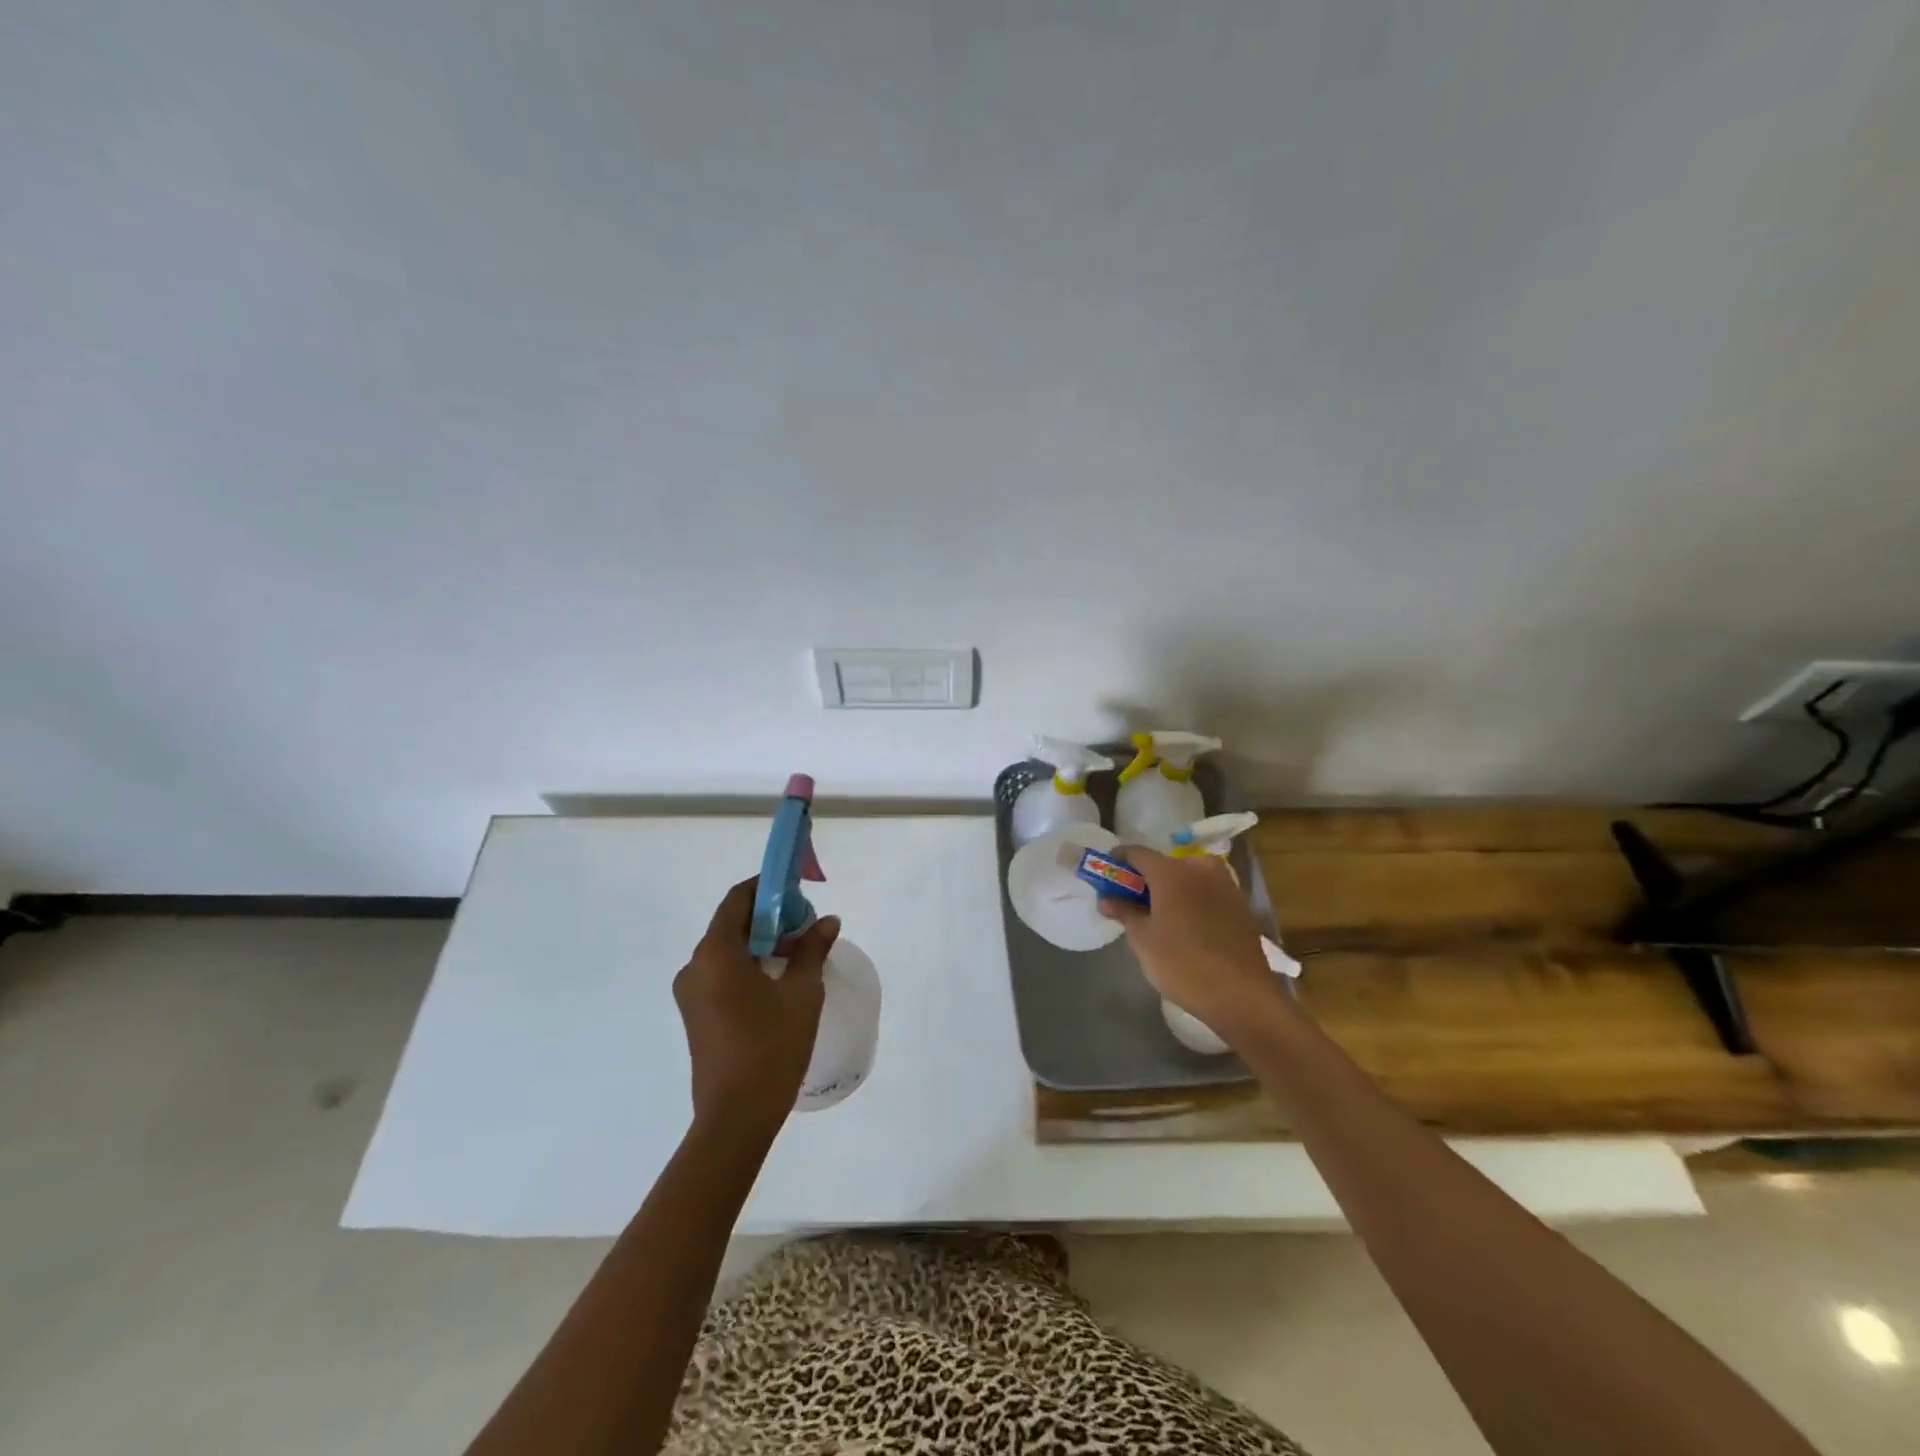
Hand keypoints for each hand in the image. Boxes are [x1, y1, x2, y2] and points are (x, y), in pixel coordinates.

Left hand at [673, 877, 840, 1135]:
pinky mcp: (696, 1015)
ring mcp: (691, 993)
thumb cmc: (771, 1046)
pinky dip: (748, 966)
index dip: (767, 888)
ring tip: (798, 953)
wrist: (736, 1117)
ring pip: (727, 951)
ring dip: (760, 943)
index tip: (797, 890)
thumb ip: (812, 949)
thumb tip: (827, 921)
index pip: (737, 900)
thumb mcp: (801, 992)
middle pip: (731, 924)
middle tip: (806, 925)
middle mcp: (695, 966)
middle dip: (769, 917)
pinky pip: (721, 974)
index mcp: (715, 953)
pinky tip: (778, 981)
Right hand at [1097, 848, 1277, 1033]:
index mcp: (1171, 871)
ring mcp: (1225, 885)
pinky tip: (1186, 925)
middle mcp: (1200, 869)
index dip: (1118, 862)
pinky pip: (1207, 892)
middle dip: (1144, 878)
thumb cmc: (1183, 964)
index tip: (1107, 878)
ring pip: (1189, 876)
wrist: (1243, 996)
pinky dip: (1192, 899)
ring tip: (1158, 915)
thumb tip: (1107, 898)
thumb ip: (1123, 912)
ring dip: (1170, 888)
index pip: (1136, 853)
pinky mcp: (1241, 906)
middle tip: (1130, 901)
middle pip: (1164, 863)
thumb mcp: (1143, 940)